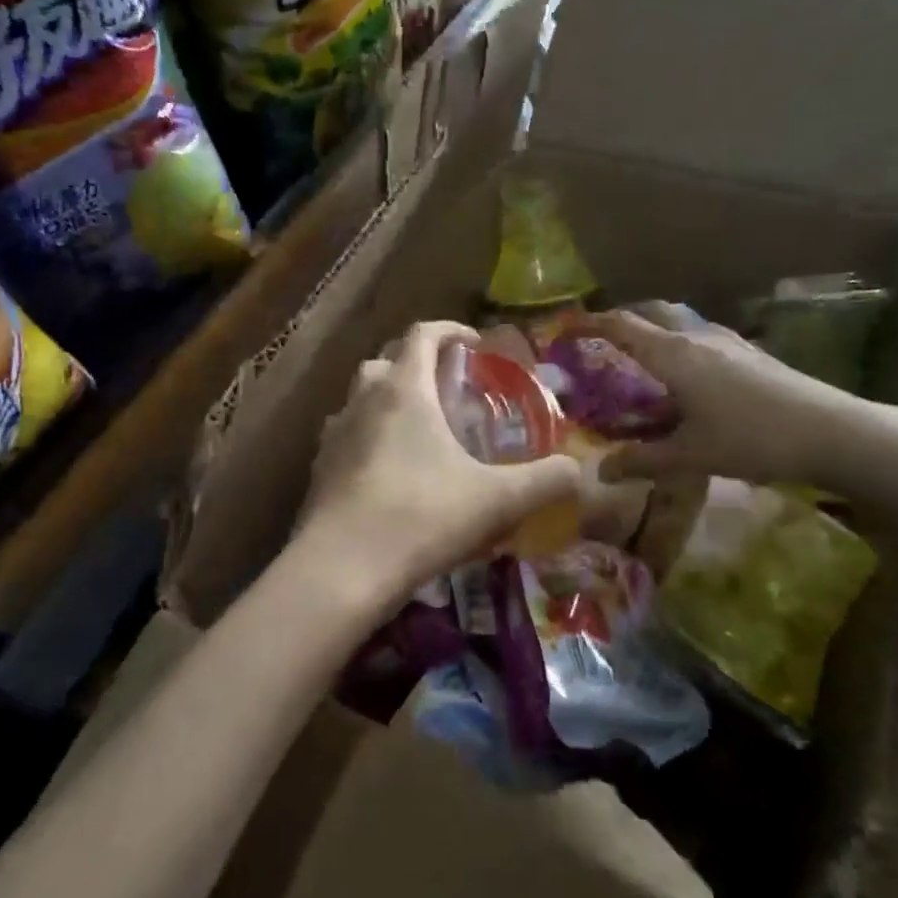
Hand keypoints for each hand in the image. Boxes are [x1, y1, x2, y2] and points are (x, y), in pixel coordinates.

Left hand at [296, 320, 579, 607]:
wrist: (342, 567)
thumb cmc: (422, 517)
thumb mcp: (496, 500)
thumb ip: (544, 481)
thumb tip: (578, 471)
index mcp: (404, 389)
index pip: (423, 334)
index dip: (450, 330)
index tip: (474, 343)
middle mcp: (363, 399)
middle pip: (386, 360)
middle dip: (416, 364)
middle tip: (447, 390)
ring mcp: (334, 433)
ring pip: (360, 398)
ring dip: (387, 400)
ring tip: (419, 431)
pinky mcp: (318, 467)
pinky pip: (346, 436)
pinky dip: (367, 438)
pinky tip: (388, 472)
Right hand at [586, 308, 873, 486]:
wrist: (833, 432)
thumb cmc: (752, 439)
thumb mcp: (691, 456)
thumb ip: (642, 461)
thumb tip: (600, 473)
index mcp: (675, 354)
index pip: (622, 327)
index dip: (591, 324)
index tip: (566, 327)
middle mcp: (698, 337)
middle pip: (652, 313)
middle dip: (623, 321)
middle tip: (602, 342)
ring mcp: (728, 341)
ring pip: (680, 323)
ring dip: (655, 331)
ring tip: (642, 359)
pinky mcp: (750, 352)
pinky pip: (702, 337)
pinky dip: (680, 345)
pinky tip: (689, 376)